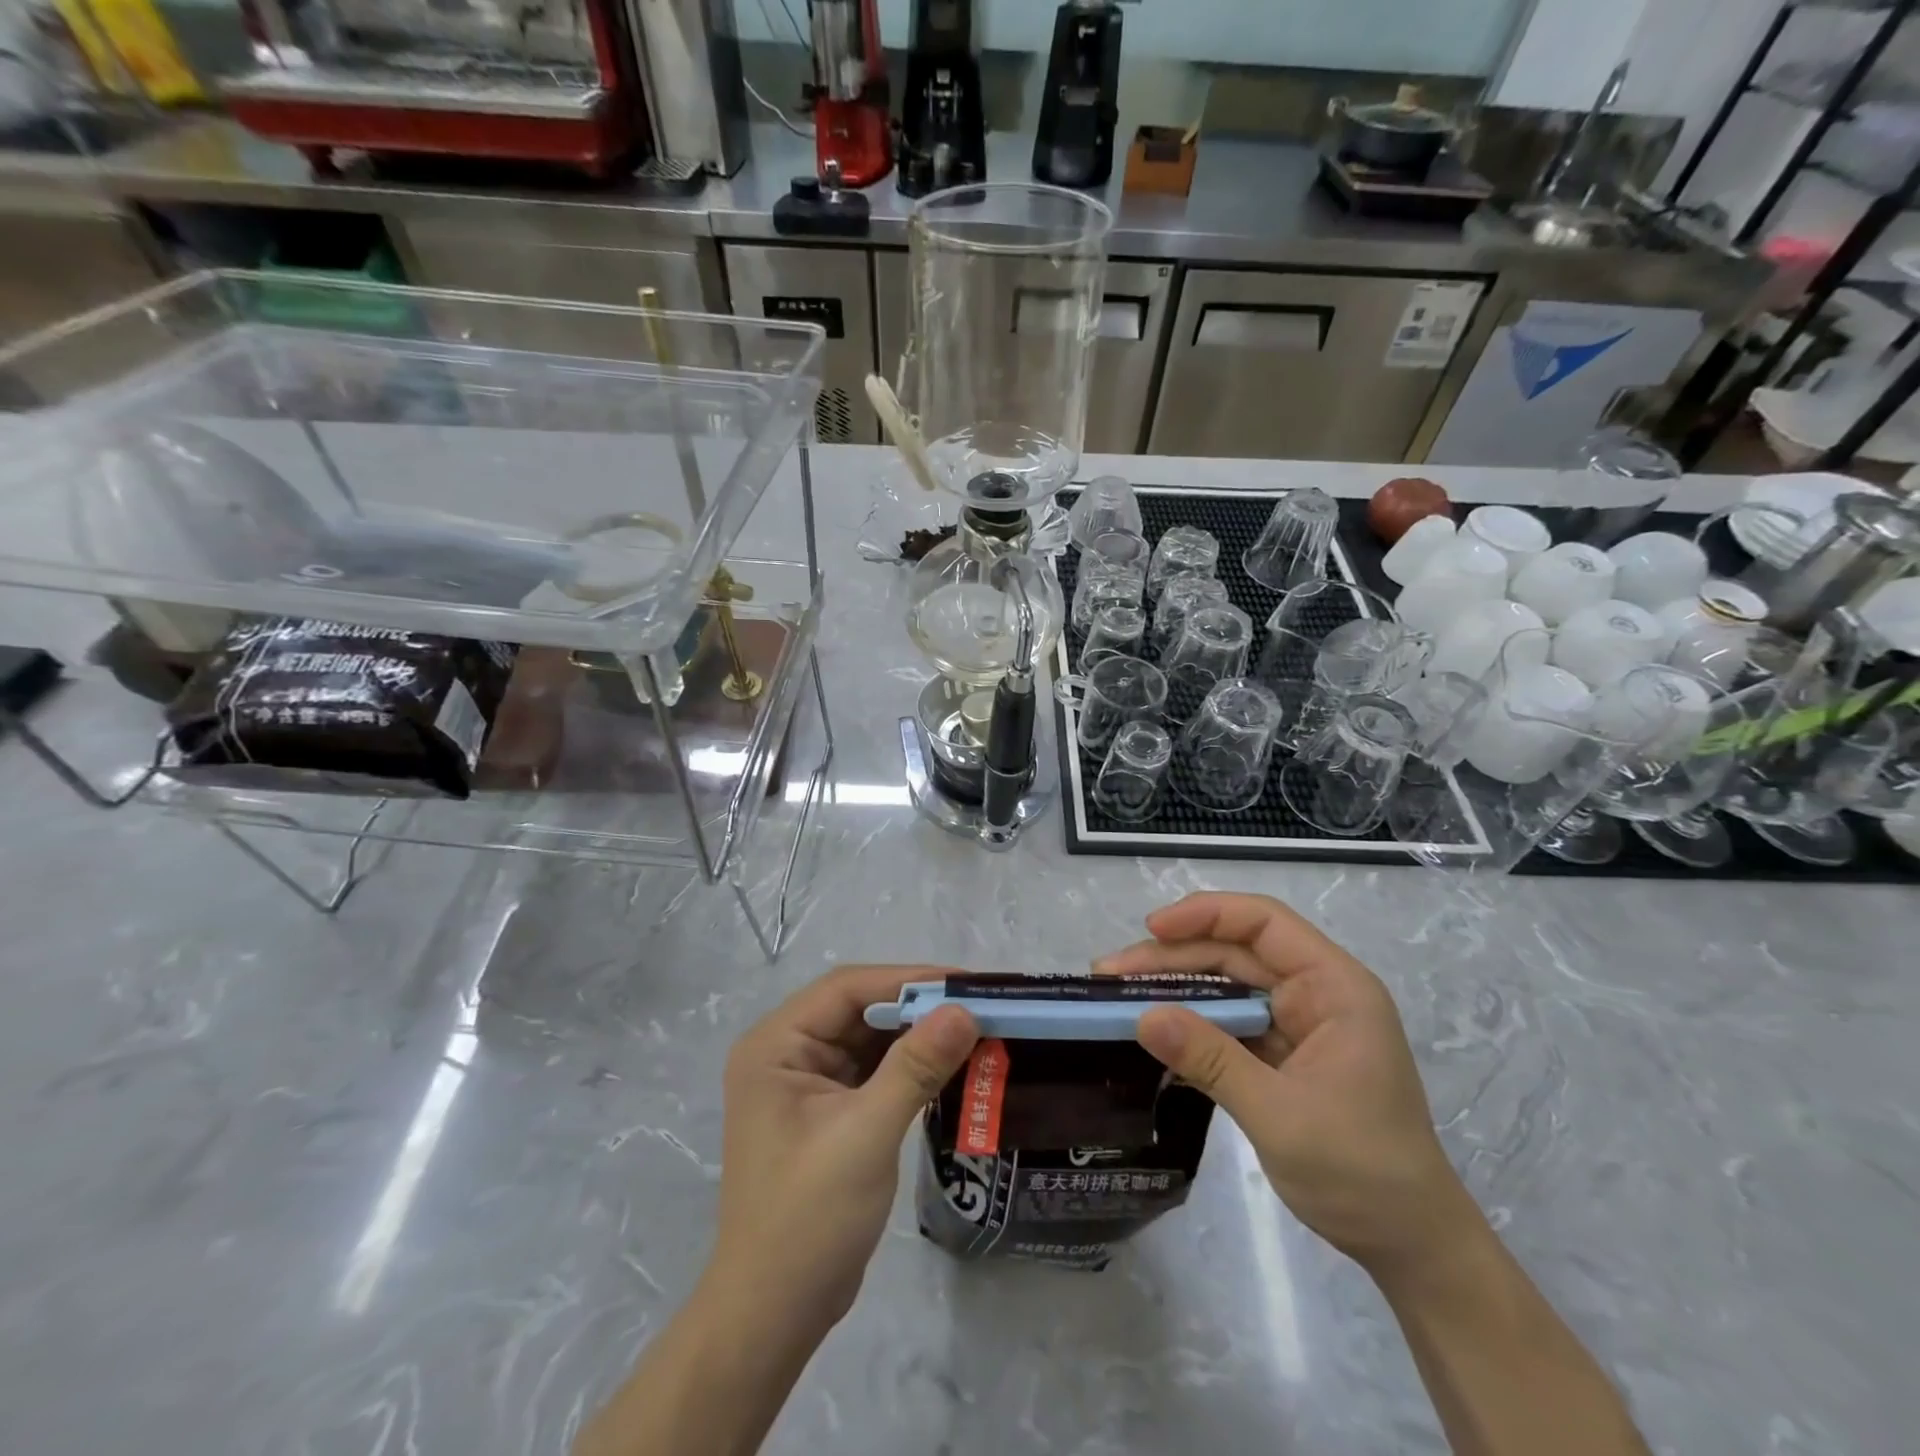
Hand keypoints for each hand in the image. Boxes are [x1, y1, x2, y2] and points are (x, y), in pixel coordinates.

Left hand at [702, 965, 979, 1337]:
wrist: (774, 1314)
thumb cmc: (809, 1218)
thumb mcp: (866, 1134)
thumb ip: (915, 1067)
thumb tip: (964, 1011)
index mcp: (776, 1044)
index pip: (846, 988)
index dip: (906, 979)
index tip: (965, 983)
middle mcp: (786, 1052)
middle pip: (858, 1009)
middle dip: (916, 1007)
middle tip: (977, 1005)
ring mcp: (804, 1082)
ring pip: (868, 1038)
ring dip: (916, 1035)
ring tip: (973, 1029)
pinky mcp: (825, 1110)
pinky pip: (872, 1070)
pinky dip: (908, 1065)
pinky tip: (949, 1065)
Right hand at [1096, 893, 1477, 1275]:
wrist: (1410, 1246)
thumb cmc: (1362, 1172)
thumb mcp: (1280, 1115)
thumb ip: (1211, 1060)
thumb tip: (1143, 1017)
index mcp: (1335, 988)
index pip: (1264, 923)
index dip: (1206, 915)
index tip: (1151, 929)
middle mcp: (1315, 993)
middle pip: (1235, 952)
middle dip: (1173, 958)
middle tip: (1111, 975)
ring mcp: (1297, 1024)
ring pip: (1226, 986)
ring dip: (1175, 990)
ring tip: (1118, 997)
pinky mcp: (1281, 1054)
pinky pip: (1228, 1023)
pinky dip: (1190, 1025)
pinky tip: (1152, 1032)